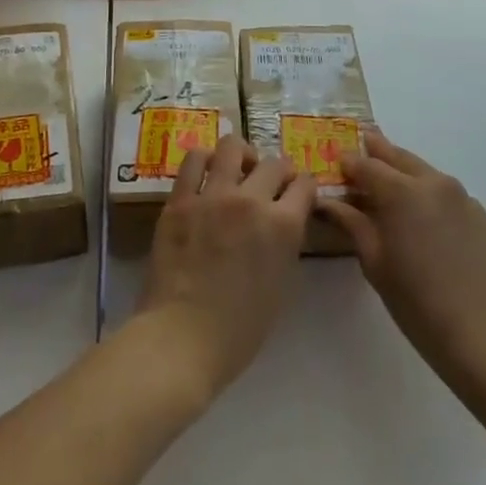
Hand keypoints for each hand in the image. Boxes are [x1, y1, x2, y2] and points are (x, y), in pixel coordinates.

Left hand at [137, 136, 314, 401]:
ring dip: (241, 155)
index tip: (299, 193)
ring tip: (237, 169)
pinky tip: (206, 171)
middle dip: (278, 172)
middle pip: (273, 163)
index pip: (305, 185)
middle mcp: (252, 200)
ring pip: (232, 146)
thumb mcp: (281, 285)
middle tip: (270, 185)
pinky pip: (193, 160)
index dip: (304, 187)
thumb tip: (282, 221)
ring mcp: (213, 195)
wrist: (182, 338)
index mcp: (283, 226)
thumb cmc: (239, 329)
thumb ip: (285, 243)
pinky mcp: (180, 198)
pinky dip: (204, 159)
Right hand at [318, 130, 485, 391]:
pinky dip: (435, 202)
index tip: (338, 163)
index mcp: (402, 191)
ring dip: (409, 175)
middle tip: (366, 145)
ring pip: (429, 176)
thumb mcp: (375, 264)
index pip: (367, 165)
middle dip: (380, 152)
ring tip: (396, 187)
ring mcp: (466, 200)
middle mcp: (435, 183)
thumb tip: (328, 201)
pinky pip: (453, 201)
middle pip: (400, 158)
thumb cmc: (418, 304)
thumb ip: (352, 223)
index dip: (350, 163)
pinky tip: (432, 226)